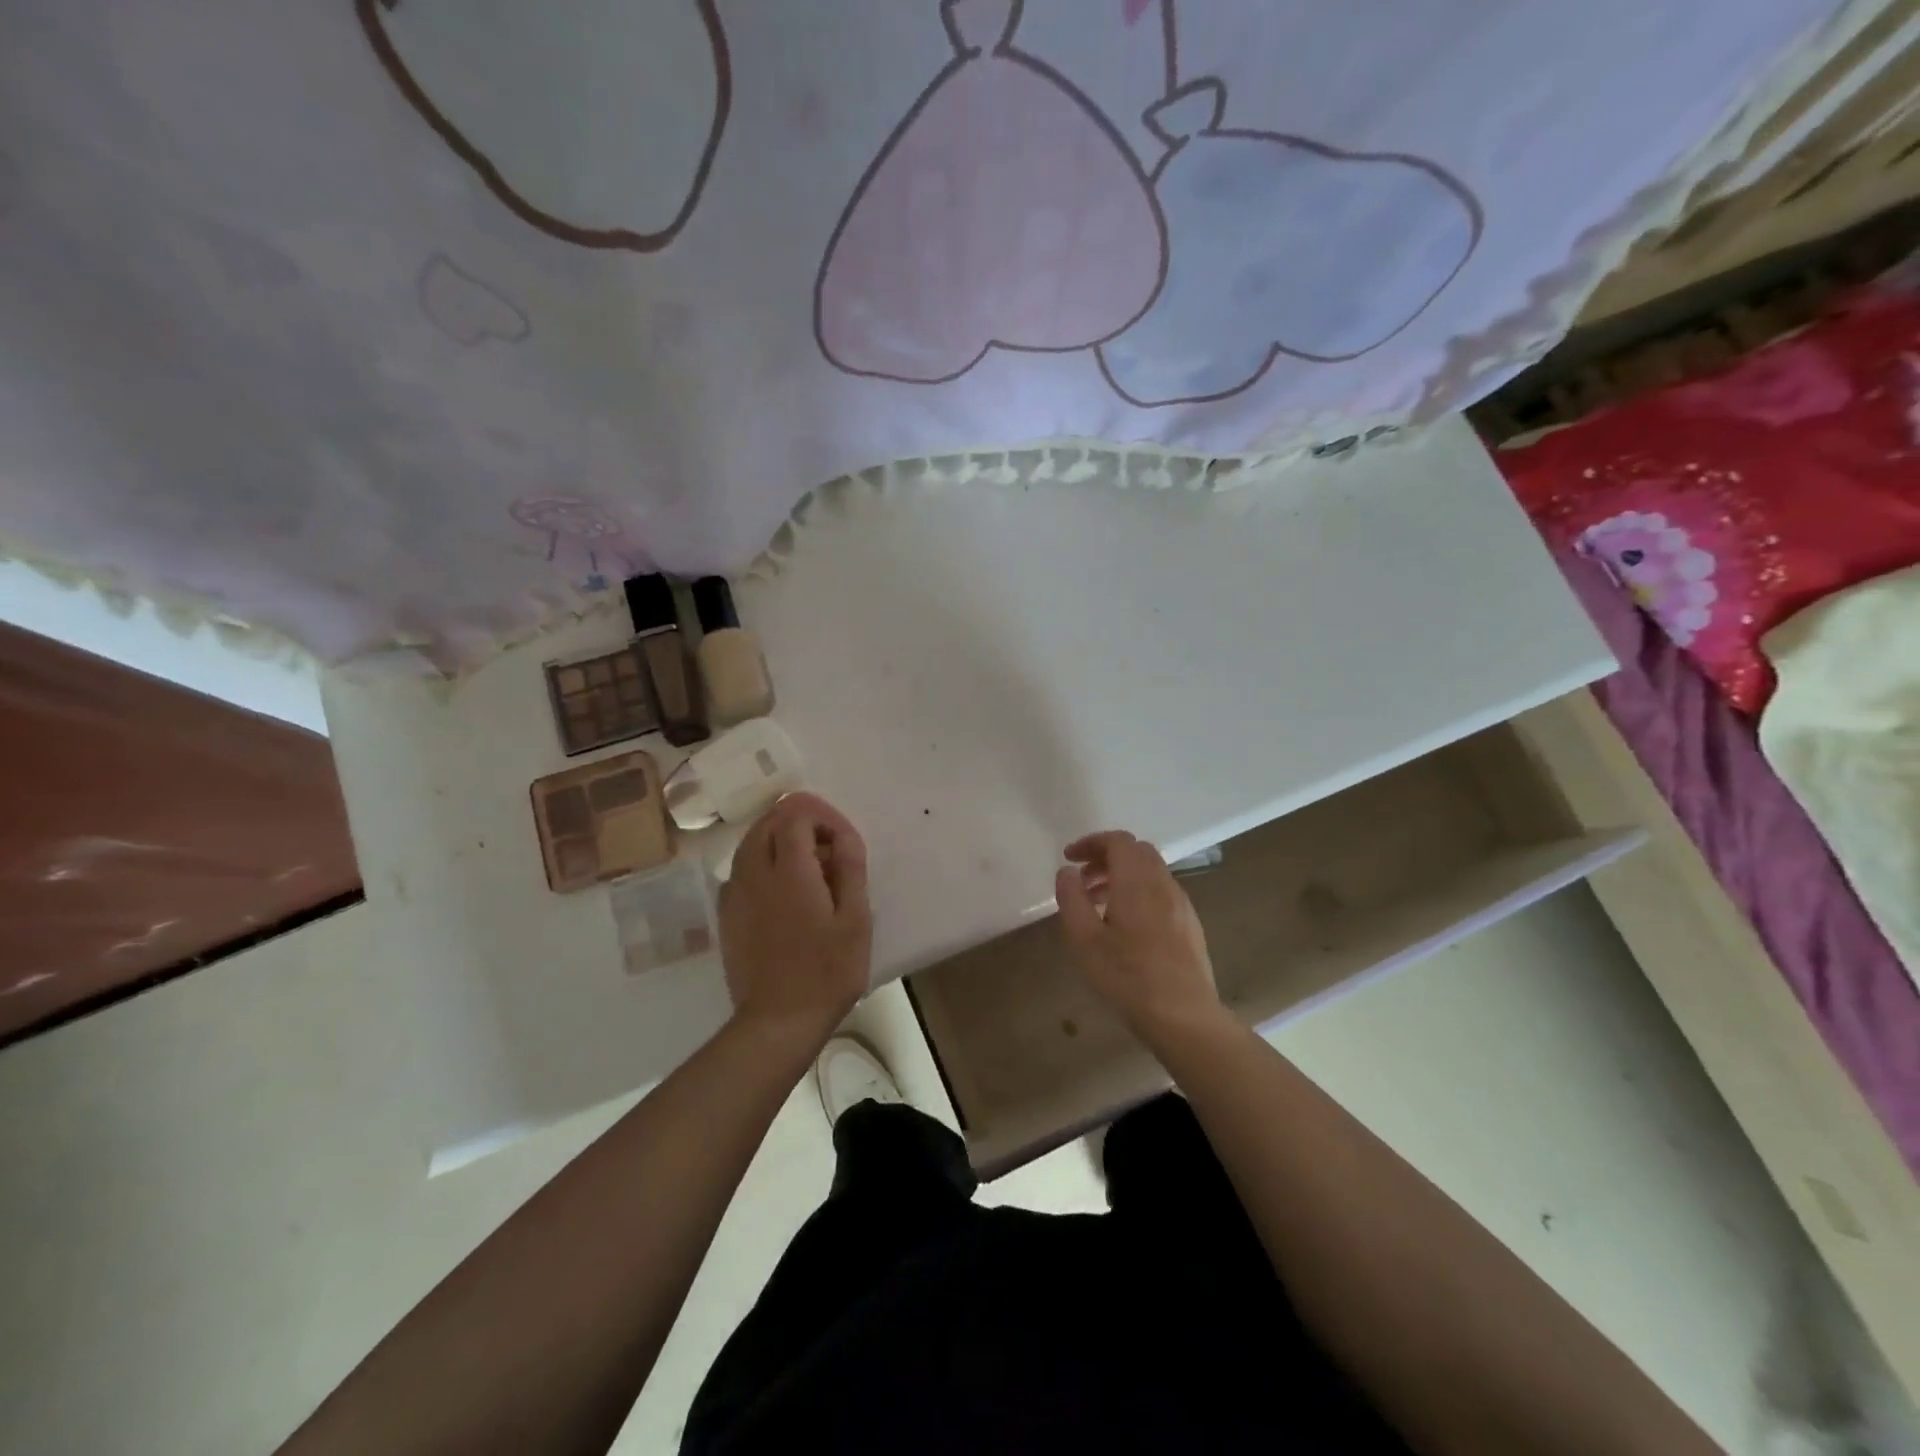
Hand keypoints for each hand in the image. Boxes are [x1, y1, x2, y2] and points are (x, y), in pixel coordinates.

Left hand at [719, 792, 872, 1047]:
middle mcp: (754, 873)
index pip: (796, 815)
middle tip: (829, 848)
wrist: (777, 1022)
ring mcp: (735, 894)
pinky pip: (741, 870)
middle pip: (768, 822)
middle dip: (800, 822)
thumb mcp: (856, 919)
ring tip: (810, 867)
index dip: (823, 817)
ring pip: (750, 843)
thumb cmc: (827, 972)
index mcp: (789, 870)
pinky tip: (783, 892)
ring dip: (779, 841)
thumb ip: (850, 868)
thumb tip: (842, 836)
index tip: (843, 840)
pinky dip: (763, 864)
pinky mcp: (726, 915)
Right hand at [1055, 831, 1225, 1043]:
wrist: (1184, 1016)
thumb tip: (1068, 871)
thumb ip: (1072, 898)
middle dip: (1107, 857)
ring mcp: (1181, 904)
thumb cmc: (1127, 977)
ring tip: (1098, 904)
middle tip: (1082, 879)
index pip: (1118, 841)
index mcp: (1137, 881)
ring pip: (1150, 872)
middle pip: (1136, 852)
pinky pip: (1161, 892)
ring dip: (1122, 876)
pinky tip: (1125, 926)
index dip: (1091, 842)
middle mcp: (1163, 884)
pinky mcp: (1190, 925)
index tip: (1070, 859)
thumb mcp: (1084, 939)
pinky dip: (1139, 892)